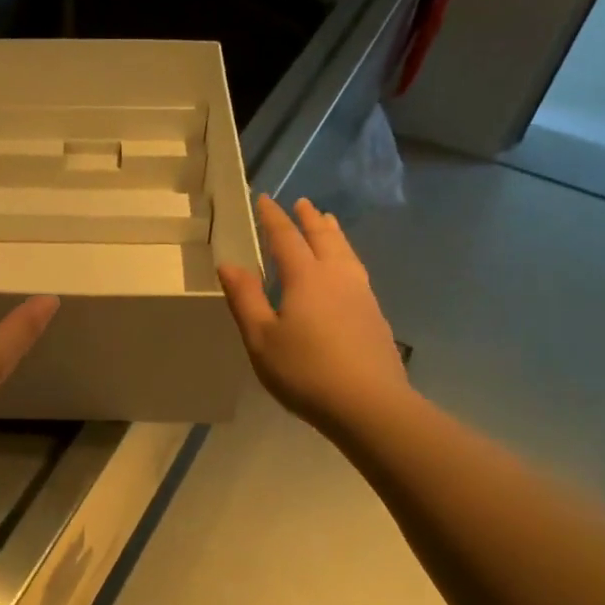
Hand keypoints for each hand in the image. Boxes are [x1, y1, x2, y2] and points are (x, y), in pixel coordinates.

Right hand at [217, 195, 412, 434]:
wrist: (369, 404)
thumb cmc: (305, 371)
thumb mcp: (261, 338)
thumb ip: (245, 298)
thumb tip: (229, 264)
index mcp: (305, 278)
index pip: (286, 238)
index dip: (273, 218)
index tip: (265, 199)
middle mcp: (336, 277)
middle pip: (323, 238)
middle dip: (309, 219)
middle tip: (302, 202)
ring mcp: (361, 295)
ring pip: (345, 252)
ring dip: (333, 234)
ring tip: (328, 222)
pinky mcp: (375, 315)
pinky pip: (357, 270)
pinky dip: (346, 256)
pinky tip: (346, 269)